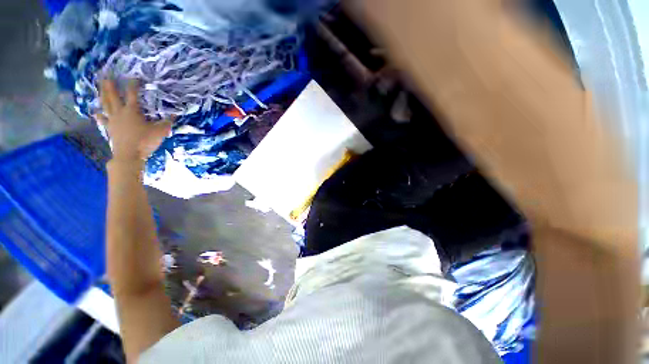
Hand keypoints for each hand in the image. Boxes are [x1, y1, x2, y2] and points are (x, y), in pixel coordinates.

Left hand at [96, 79, 172, 161]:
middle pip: (113, 96)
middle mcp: (120, 112)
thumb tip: (174, 115)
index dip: (134, 84)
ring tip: (100, 88)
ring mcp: (113, 120)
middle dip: (110, 85)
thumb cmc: (145, 141)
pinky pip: (103, 119)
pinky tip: (96, 112)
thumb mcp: (161, 131)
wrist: (129, 155)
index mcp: (132, 110)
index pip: (133, 93)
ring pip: (106, 104)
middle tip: (106, 75)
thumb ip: (167, 122)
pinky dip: (99, 115)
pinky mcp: (110, 128)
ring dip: (102, 95)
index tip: (135, 77)